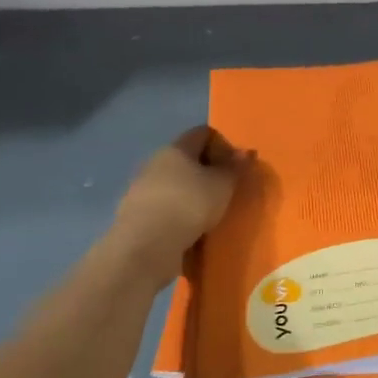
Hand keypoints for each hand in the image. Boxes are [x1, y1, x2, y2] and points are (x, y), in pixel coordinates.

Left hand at [112, 126, 242, 283]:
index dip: (220, 142)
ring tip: (206, 210)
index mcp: (177, 148)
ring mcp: (140, 187)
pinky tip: (186, 226)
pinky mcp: (133, 213)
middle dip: (203, 169)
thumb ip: (234, 168)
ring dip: (187, 191)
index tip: (233, 162)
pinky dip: (174, 210)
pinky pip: (161, 204)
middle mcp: (155, 161)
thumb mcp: (223, 185)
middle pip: (184, 157)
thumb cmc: (190, 204)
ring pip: (170, 182)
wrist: (146, 244)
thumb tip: (244, 152)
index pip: (201, 133)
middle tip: (223, 187)